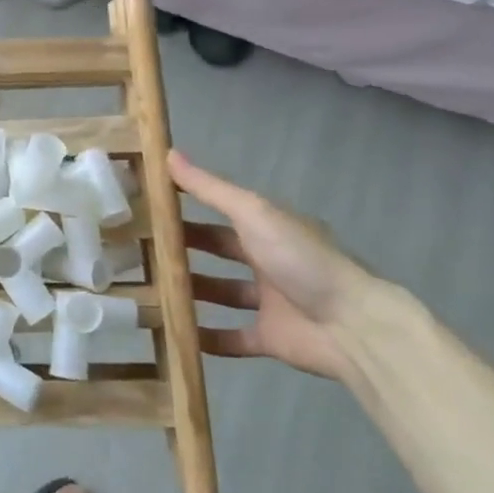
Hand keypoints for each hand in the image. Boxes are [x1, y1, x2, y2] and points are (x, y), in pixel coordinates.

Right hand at [169, 151, 375, 381]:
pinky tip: (176, 335)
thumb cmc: (301, 259)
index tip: (147, 208)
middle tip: (140, 251)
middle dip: (184, 250)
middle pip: (219, 251)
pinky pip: (233, 337)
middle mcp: (269, 261)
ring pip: (222, 293)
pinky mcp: (271, 338)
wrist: (353, 325)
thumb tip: (168, 153)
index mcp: (268, 228)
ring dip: (191, 292)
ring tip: (149, 290)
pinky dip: (207, 338)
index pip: (220, 213)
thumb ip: (210, 188)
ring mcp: (270, 301)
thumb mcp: (252, 213)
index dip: (187, 210)